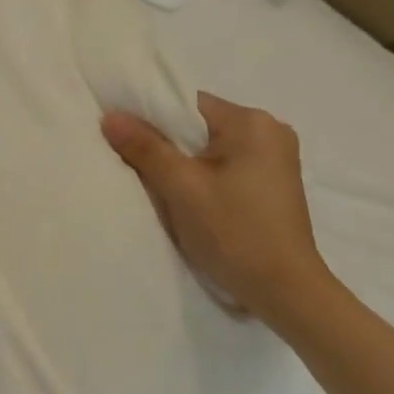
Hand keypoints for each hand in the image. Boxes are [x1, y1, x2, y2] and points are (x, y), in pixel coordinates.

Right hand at [101, 93, 330, 322]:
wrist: (283, 289)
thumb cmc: (233, 232)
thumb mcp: (182, 187)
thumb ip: (145, 148)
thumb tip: (110, 116)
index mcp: (253, 122)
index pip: (188, 104)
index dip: (151, 118)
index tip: (123, 139)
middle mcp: (270, 131)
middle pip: (199, 126)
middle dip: (166, 144)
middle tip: (134, 167)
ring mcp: (276, 159)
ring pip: (210, 149)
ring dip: (183, 164)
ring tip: (159, 187)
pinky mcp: (272, 185)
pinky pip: (225, 168)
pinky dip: (202, 178)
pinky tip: (187, 200)